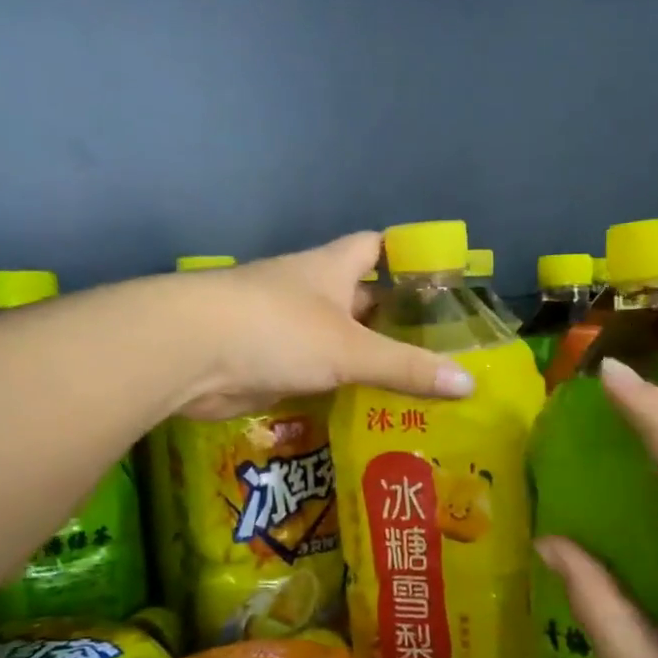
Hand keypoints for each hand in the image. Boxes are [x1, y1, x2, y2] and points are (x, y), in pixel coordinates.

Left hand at [167, 232, 474, 420]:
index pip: (375, 247)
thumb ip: (406, 368)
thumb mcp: (350, 349)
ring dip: (364, 359)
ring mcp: (283, 328)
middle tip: (438, 351)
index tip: (439, 283)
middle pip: (359, 299)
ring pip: (336, 340)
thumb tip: (470, 385)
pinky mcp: (265, 363)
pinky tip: (364, 409)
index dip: (405, 258)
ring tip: (411, 386)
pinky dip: (336, 388)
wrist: (187, 352)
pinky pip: (313, 373)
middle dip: (393, 321)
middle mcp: (308, 292)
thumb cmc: (276, 329)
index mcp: (330, 269)